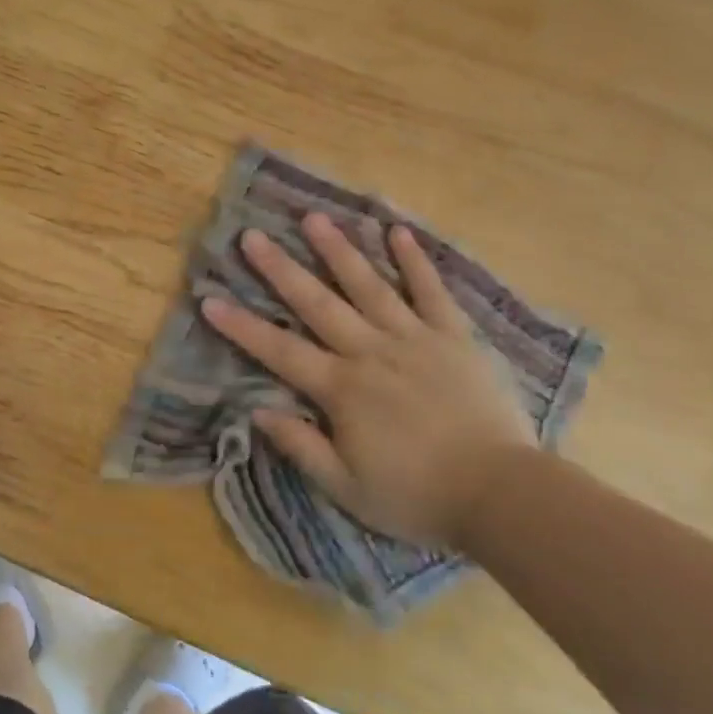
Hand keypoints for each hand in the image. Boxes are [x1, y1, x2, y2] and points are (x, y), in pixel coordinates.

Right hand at [200, 213, 534, 547]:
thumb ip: (301, 445)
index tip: (210, 300)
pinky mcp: (454, 337)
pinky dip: (415, 261)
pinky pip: (432, 291)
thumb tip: (258, 410)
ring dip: (338, 250)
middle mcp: (371, 352)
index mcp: (341, 389)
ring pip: (369, 285)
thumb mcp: (347, 488)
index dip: (242, 327)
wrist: (503, 494)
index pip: (279, 351)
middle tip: (252, 235)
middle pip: (318, 303)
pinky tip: (398, 231)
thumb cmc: (417, 496)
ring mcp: (415, 339)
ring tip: (313, 217)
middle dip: (280, 269)